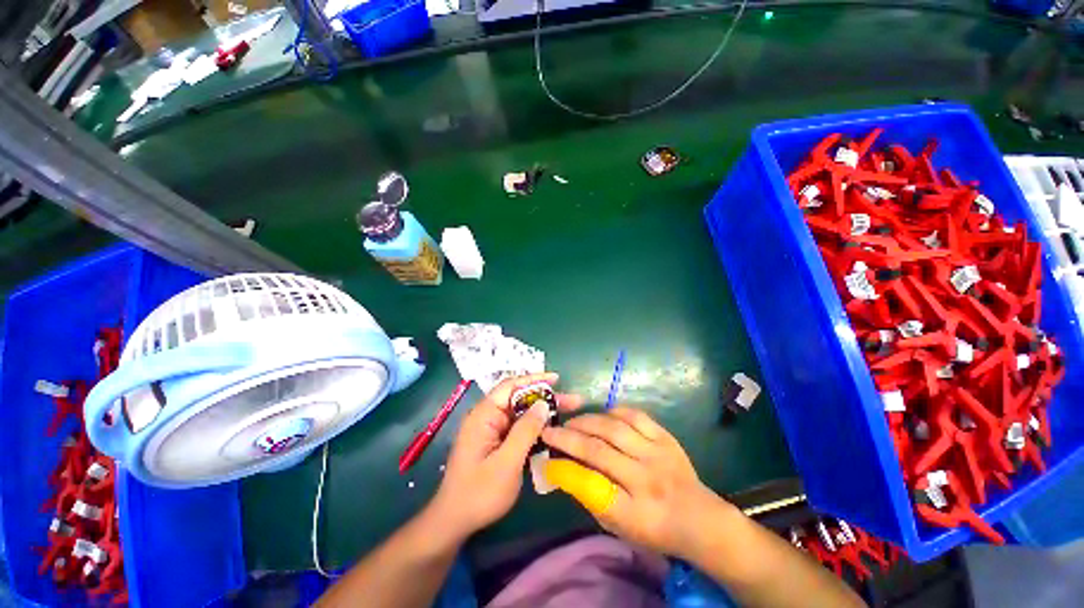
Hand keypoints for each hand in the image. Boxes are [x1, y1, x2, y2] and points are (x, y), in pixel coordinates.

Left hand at [430, 372, 582, 539]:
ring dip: (543, 412)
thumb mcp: (507, 462)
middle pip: (519, 399)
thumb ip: (525, 431)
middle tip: (572, 401)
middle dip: (545, 398)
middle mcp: (488, 417)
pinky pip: (519, 428)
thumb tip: (543, 404)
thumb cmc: (479, 493)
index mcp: (484, 415)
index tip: (557, 379)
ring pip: (521, 414)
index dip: (534, 379)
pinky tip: (552, 430)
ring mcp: (492, 430)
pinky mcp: (497, 442)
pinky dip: (535, 428)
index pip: (510, 386)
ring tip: (568, 412)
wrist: (455, 522)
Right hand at [540, 407, 728, 558]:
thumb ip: (590, 497)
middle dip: (568, 438)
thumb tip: (563, 469)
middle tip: (550, 431)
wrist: (699, 518)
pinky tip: (601, 416)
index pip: (590, 487)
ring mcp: (657, 454)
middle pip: (598, 451)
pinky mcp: (665, 437)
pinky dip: (613, 412)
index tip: (546, 460)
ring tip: (572, 422)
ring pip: (613, 428)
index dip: (563, 470)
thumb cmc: (654, 529)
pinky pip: (635, 416)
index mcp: (634, 513)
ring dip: (586, 421)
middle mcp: (645, 480)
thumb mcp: (618, 527)